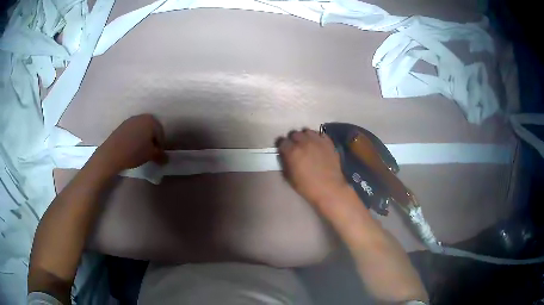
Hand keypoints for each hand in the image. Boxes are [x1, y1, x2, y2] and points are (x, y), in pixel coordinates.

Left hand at [92, 114, 167, 174]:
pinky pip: (132, 131)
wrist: (112, 153)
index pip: (161, 133)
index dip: (161, 146)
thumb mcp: (151, 155)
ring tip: (140, 151)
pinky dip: (134, 138)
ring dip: (143, 139)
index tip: (157, 156)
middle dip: (152, 141)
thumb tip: (166, 159)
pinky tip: (131, 148)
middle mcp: (142, 116)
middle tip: (150, 153)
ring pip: (141, 130)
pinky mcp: (122, 126)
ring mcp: (130, 120)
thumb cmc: (135, 152)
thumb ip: (160, 156)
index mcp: (151, 120)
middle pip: (151, 129)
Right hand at [277, 129, 348, 207]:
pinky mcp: (328, 142)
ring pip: (307, 131)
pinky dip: (317, 138)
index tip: (283, 151)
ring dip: (305, 137)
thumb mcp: (289, 178)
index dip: (281, 146)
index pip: (281, 141)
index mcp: (292, 151)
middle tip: (295, 148)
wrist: (329, 189)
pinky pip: (320, 134)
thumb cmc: (307, 187)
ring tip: (307, 144)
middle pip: (294, 133)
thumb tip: (285, 156)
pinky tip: (318, 145)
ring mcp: (317, 140)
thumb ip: (285, 163)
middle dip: (292, 140)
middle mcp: (304, 142)